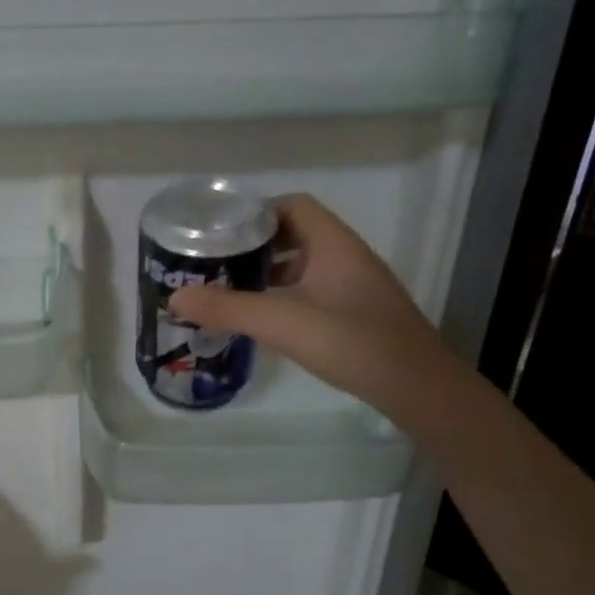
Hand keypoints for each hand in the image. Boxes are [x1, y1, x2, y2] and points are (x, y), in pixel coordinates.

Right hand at [169, 194, 454, 411]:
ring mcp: (354, 286)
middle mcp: (346, 257)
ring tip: (230, 288)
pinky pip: (313, 290)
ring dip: (269, 271)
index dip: (256, 211)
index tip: (219, 230)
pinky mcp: (356, 313)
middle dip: (255, 244)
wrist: (419, 388)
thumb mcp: (285, 324)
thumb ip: (230, 309)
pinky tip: (265, 318)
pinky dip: (285, 295)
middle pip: (296, 233)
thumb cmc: (355, 344)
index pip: (293, 206)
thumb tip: (175, 297)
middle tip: (216, 261)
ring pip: (305, 265)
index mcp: (334, 244)